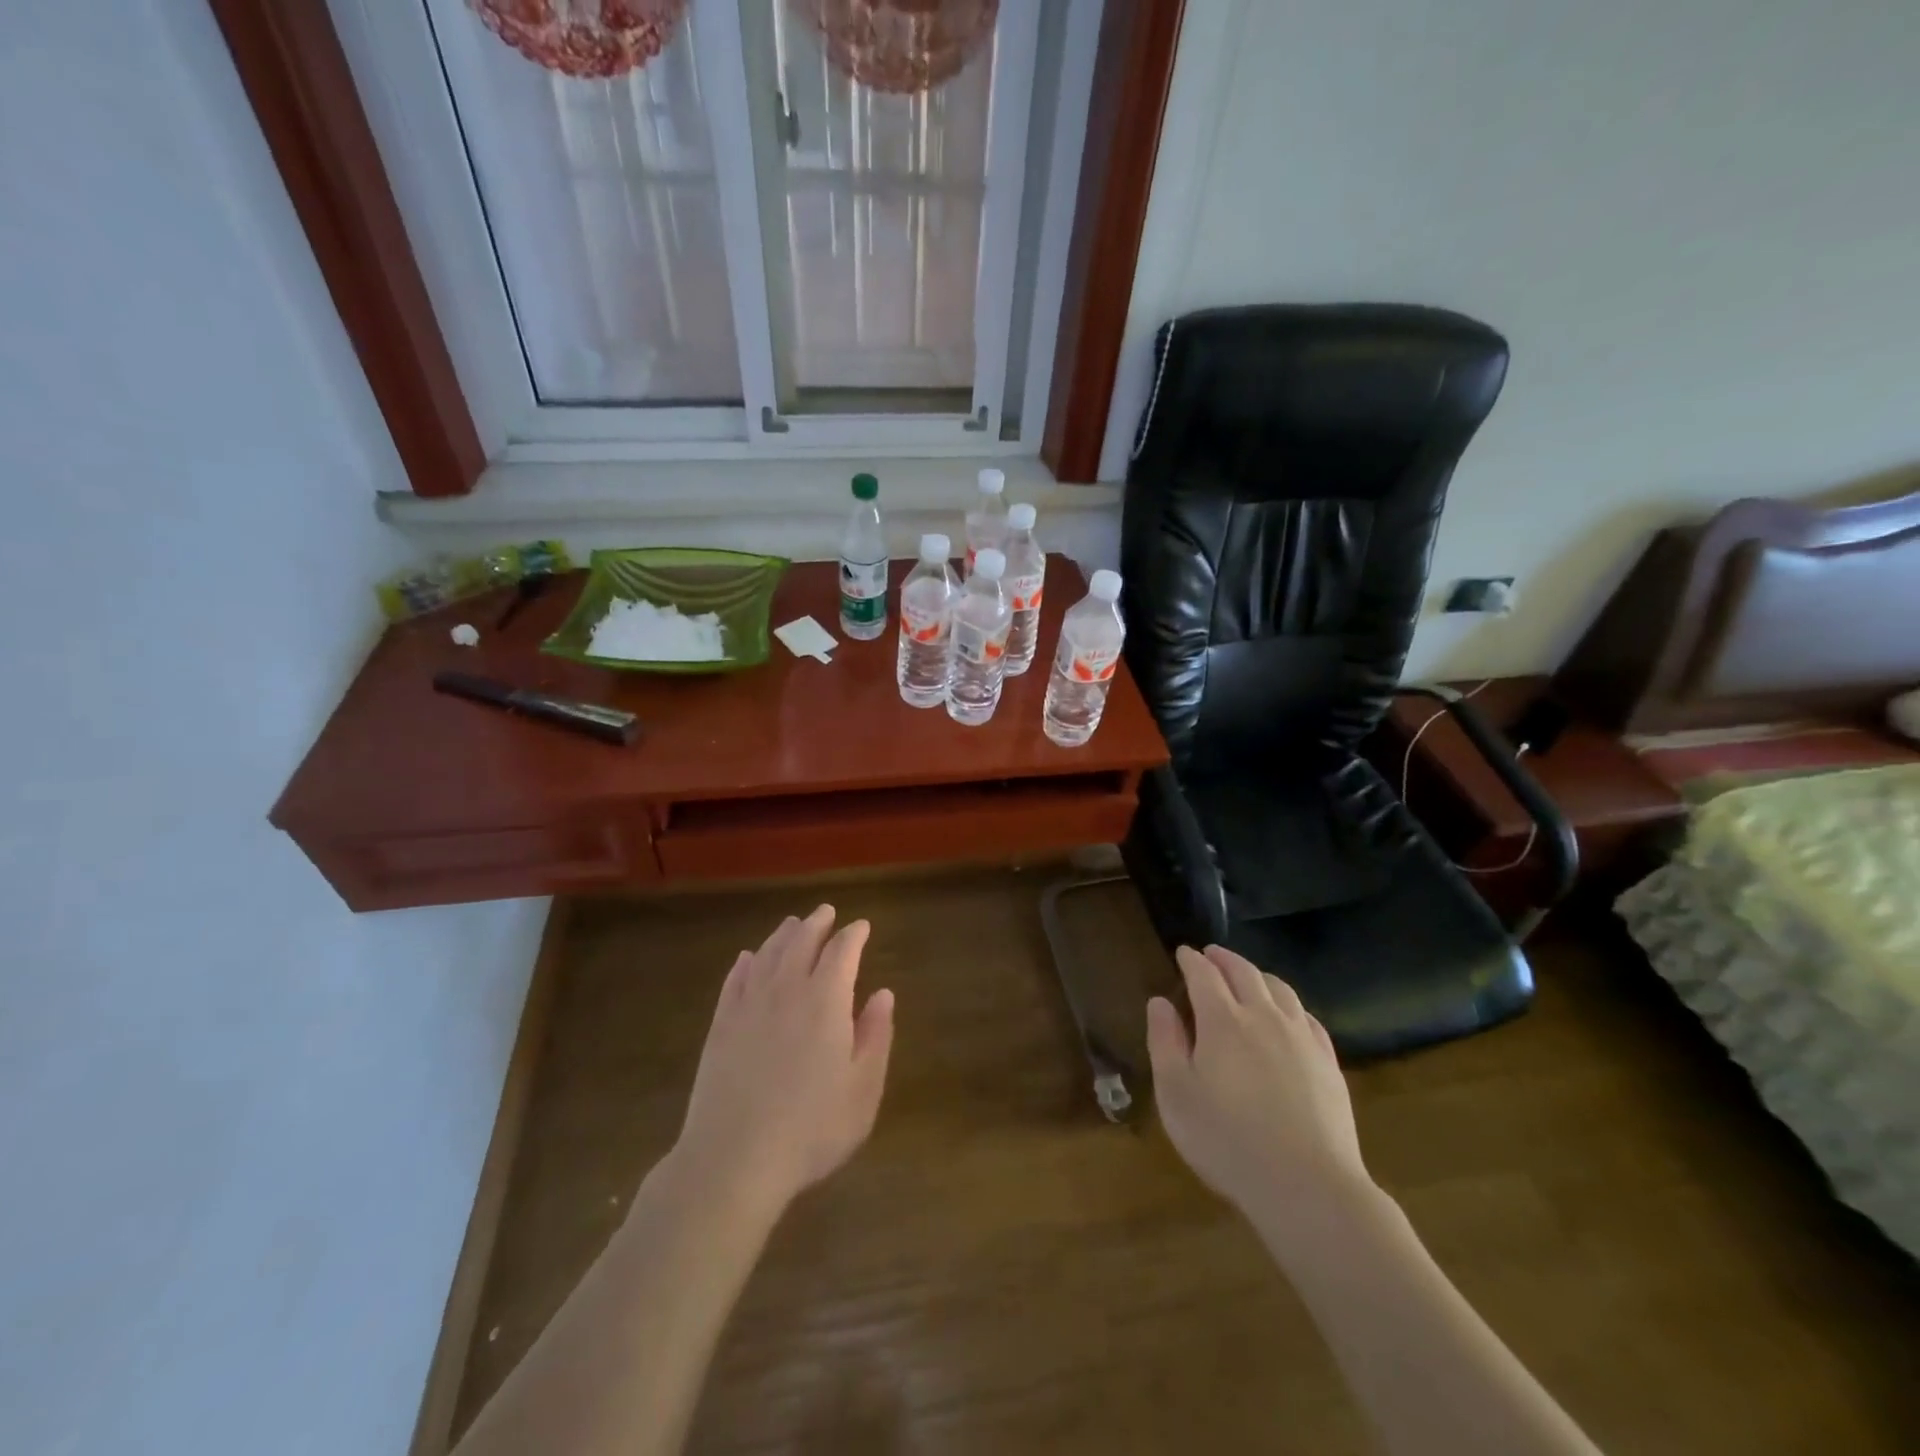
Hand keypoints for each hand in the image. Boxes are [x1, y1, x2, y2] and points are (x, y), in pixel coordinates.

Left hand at [676, 905, 894, 1214]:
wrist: (734, 1159)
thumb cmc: (811, 1128)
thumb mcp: (862, 1089)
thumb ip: (876, 1035)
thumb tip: (884, 993)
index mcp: (826, 1000)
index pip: (843, 951)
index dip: (854, 935)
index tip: (862, 926)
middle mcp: (787, 990)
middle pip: (802, 942)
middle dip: (817, 923)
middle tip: (826, 912)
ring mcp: (749, 1005)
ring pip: (768, 954)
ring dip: (784, 935)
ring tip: (792, 925)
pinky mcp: (721, 1025)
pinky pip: (735, 980)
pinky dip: (746, 963)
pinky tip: (748, 959)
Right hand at [1147, 945, 1372, 1236]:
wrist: (1307, 1185)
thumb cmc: (1227, 1140)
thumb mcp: (1176, 1094)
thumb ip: (1165, 1042)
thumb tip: (1160, 1002)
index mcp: (1222, 1020)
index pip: (1204, 974)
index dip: (1191, 960)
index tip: (1183, 952)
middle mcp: (1263, 1016)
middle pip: (1244, 972)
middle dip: (1224, 958)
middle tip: (1211, 953)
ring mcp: (1301, 1037)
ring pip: (1280, 989)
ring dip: (1258, 974)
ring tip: (1248, 976)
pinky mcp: (1327, 1062)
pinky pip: (1307, 1016)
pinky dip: (1290, 1004)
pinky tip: (1288, 1014)